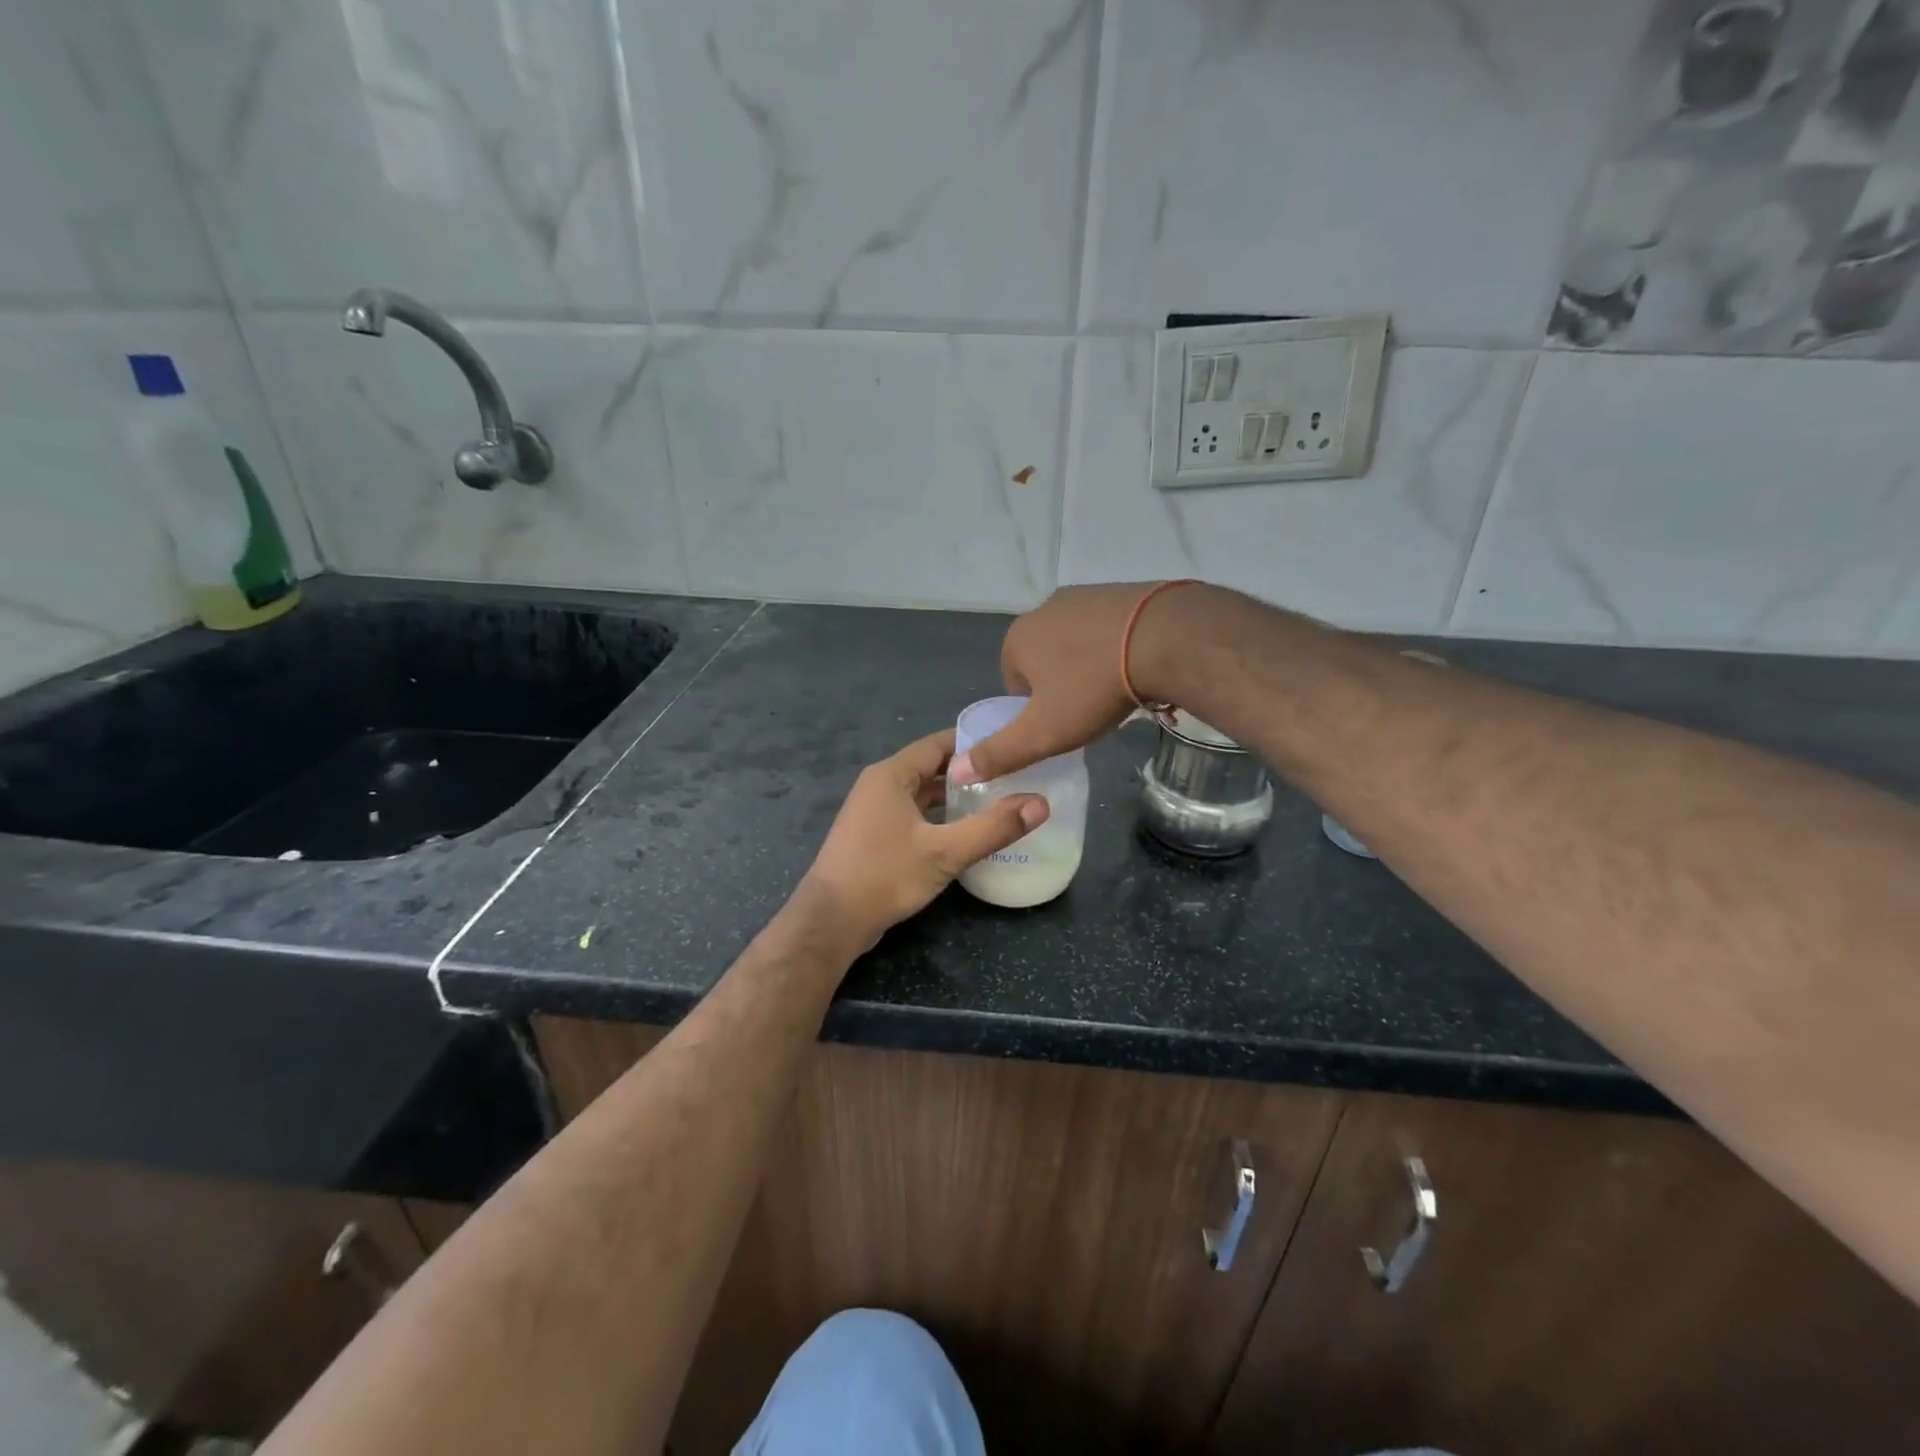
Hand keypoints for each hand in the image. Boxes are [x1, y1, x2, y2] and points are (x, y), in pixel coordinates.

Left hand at [797, 729, 1048, 951]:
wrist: (832, 921)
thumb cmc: (885, 875)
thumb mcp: (946, 852)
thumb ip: (994, 827)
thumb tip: (1041, 803)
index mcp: (892, 775)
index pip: (938, 744)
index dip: (974, 743)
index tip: (1010, 746)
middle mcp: (879, 785)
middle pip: (930, 767)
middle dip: (968, 772)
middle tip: (1011, 775)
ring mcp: (873, 811)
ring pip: (921, 793)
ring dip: (953, 796)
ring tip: (995, 800)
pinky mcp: (873, 835)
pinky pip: (912, 814)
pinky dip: (937, 816)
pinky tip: (962, 831)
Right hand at [950, 582, 1196, 785]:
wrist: (1163, 639)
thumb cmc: (1091, 688)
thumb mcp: (1041, 732)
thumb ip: (998, 753)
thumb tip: (956, 772)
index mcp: (1017, 639)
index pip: (1013, 683)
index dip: (1034, 709)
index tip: (1061, 725)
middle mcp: (1044, 609)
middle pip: (1044, 660)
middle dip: (1061, 685)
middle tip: (1089, 710)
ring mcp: (1084, 595)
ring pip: (1077, 642)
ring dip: (1088, 665)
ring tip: (1115, 690)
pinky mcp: (1122, 591)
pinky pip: (1108, 628)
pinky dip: (1116, 646)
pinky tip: (1136, 665)